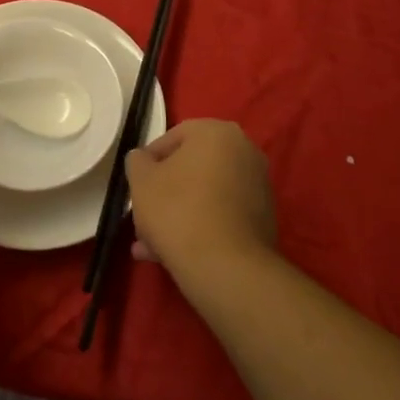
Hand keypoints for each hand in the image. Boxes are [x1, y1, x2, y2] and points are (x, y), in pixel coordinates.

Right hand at [126, 119, 276, 276]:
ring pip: (205, 196)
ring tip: (149, 247)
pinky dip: (200, 229)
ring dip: (178, 216)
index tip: (136, 185)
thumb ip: (138, 161)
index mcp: (217, 132)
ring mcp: (258, 186)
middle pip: (191, 169)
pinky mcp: (263, 220)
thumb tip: (143, 159)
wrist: (226, 267)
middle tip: (142, 218)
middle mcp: (244, 151)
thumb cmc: (177, 210)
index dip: (149, 162)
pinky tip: (174, 255)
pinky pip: (221, 216)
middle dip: (164, 194)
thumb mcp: (141, 181)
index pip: (174, 137)